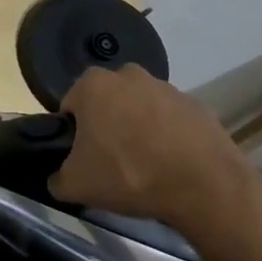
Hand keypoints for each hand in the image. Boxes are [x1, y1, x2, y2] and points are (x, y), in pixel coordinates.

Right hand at [49, 65, 261, 260]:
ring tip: (146, 167)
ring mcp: (166, 87)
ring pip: (139, 109)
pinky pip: (170, 120)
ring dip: (138, 130)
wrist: (204, 186)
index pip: (70, 107)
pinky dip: (167, 137)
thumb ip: (56, 178)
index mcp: (93, 85)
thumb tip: (58, 178)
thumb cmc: (129, 175)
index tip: (83, 159)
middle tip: (112, 163)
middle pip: (106, 103)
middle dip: (106, 127)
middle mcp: (128, 75)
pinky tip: (171, 164)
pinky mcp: (196, 104)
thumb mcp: (76, 186)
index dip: (73, 135)